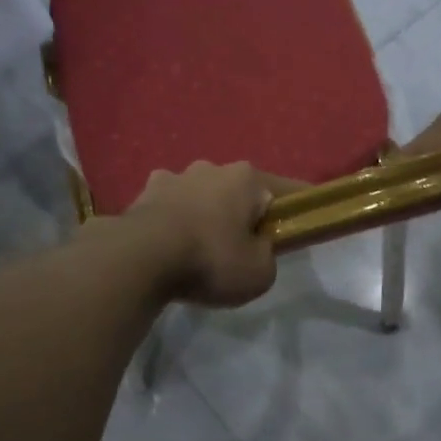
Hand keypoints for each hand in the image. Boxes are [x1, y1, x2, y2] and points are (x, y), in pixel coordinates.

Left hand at [119, 161, 294, 306]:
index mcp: (246, 178)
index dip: (294, 208)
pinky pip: (169, 208)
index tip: (299, 222)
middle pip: (237, 191)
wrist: (140, 259)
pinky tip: (169, 247)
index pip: (284, 190)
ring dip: (204, 214)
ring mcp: (173, 177)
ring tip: (200, 248)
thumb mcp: (259, 273)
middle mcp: (210, 168)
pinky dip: (174, 222)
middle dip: (241, 213)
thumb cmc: (210, 260)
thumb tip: (256, 248)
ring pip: (200, 196)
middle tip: (241, 247)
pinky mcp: (143, 194)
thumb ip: (267, 257)